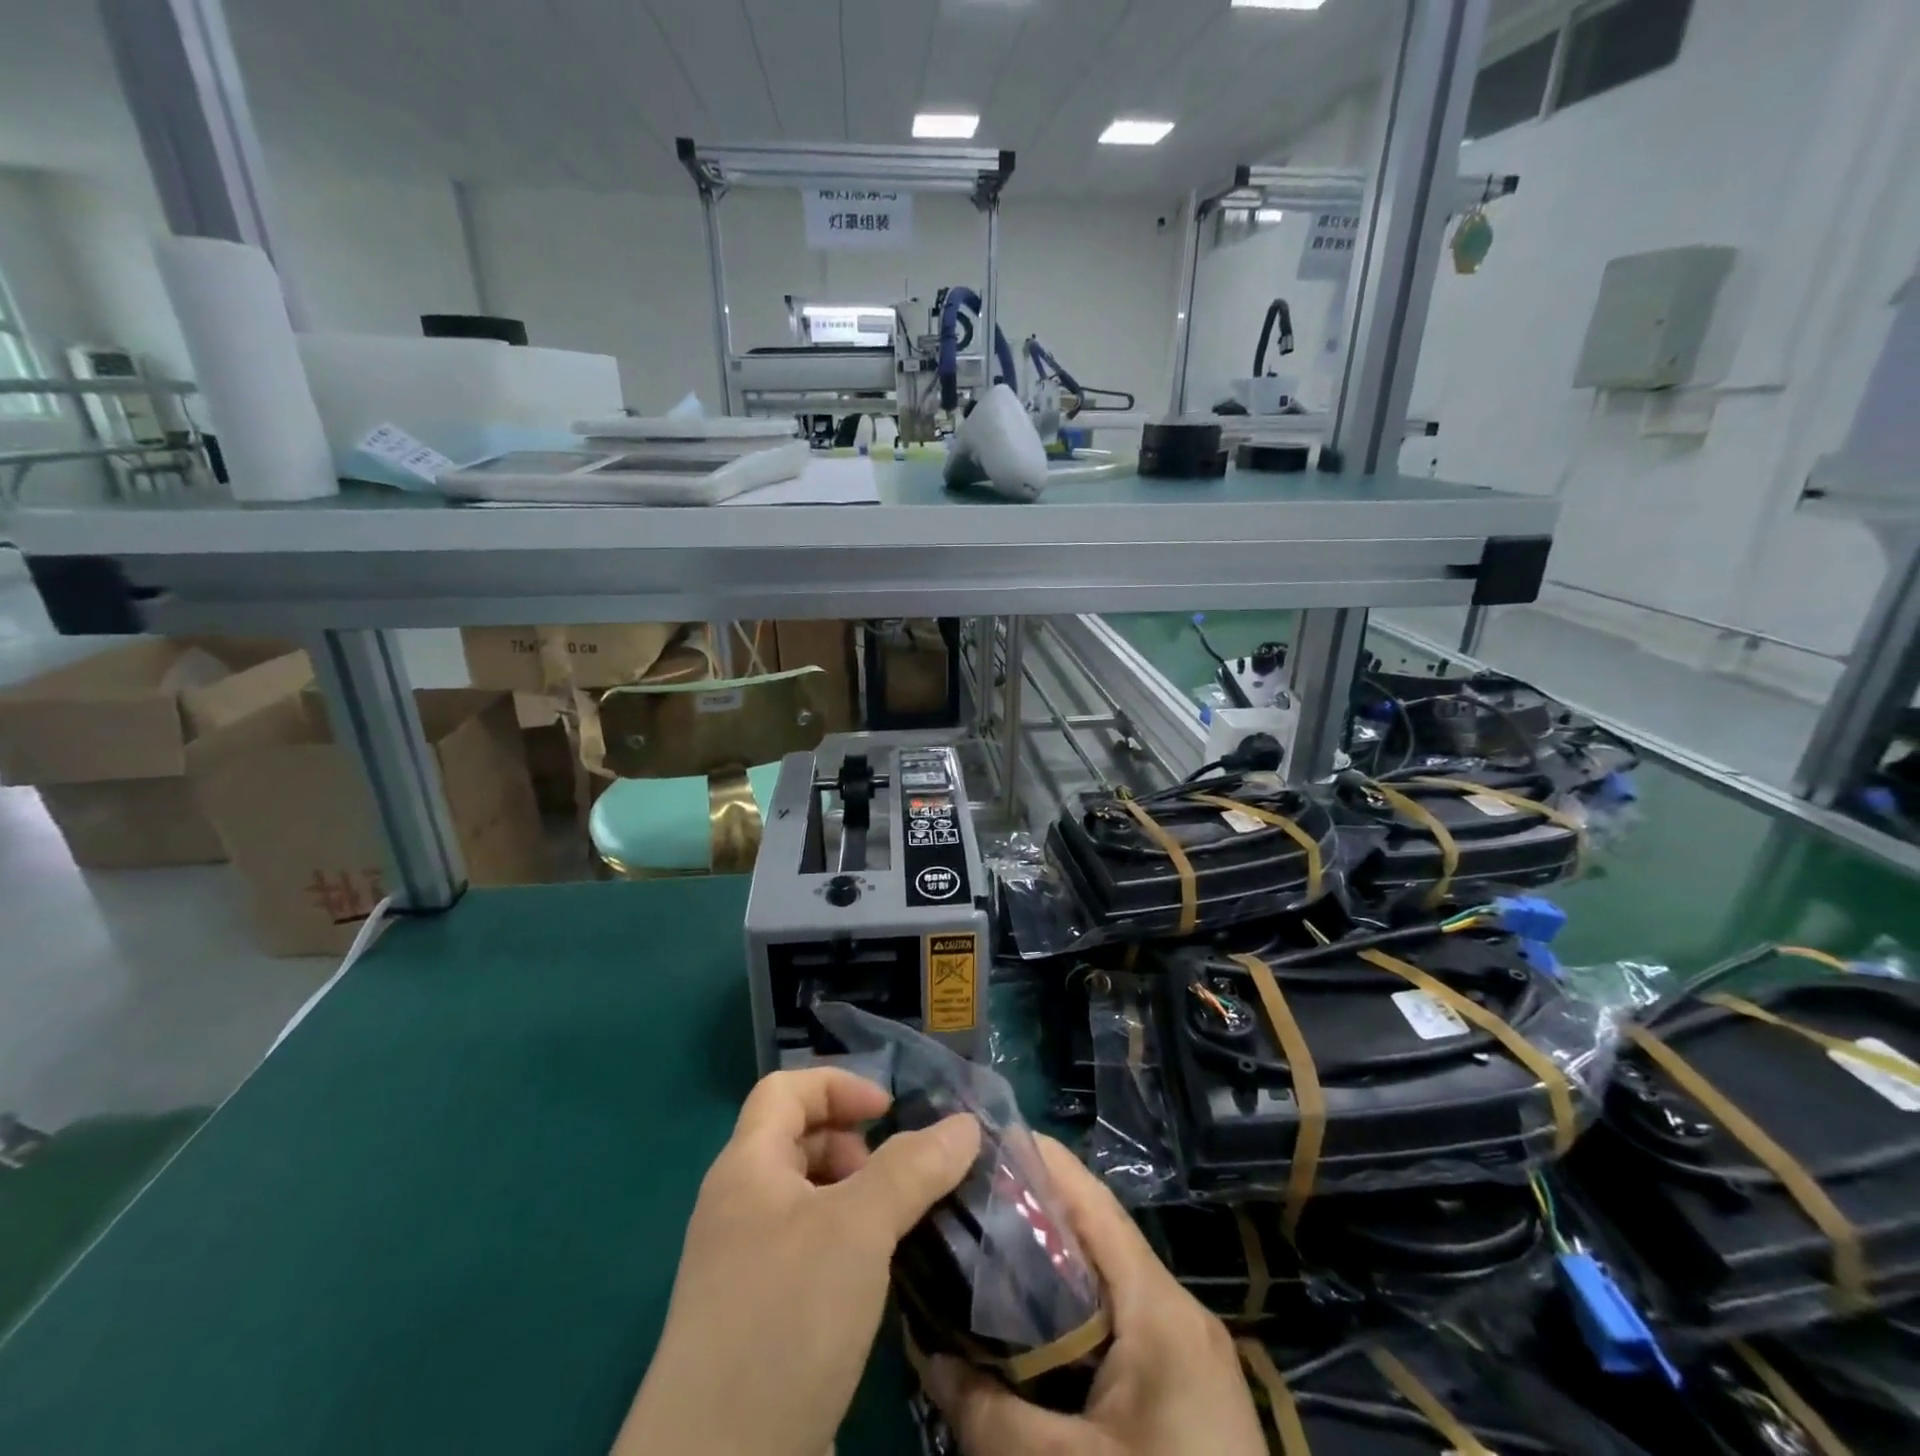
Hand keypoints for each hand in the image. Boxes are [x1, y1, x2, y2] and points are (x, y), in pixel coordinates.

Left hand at [612, 1067, 979, 1455]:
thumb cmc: (785, 1317)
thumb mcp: (857, 1227)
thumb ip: (913, 1168)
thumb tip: (966, 1123)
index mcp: (746, 1167)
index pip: (786, 1089)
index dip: (839, 1085)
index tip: (891, 1112)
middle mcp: (739, 1207)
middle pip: (797, 1140)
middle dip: (854, 1145)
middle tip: (899, 1179)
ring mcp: (744, 1268)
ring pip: (808, 1201)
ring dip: (857, 1198)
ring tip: (899, 1227)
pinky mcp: (758, 1321)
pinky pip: (808, 1253)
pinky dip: (847, 1247)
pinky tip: (878, 1280)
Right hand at [925, 1138, 1265, 1455]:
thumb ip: (988, 1412)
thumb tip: (924, 1351)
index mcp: (1158, 1306)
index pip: (1093, 1202)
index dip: (1041, 1160)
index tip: (984, 1137)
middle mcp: (1174, 1309)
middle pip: (1095, 1235)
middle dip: (1032, 1210)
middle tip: (966, 1199)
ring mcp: (1182, 1347)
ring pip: (1104, 1280)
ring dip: (1050, 1261)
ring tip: (984, 1248)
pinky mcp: (1181, 1385)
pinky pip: (1117, 1321)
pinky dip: (1072, 1309)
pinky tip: (1028, 1324)